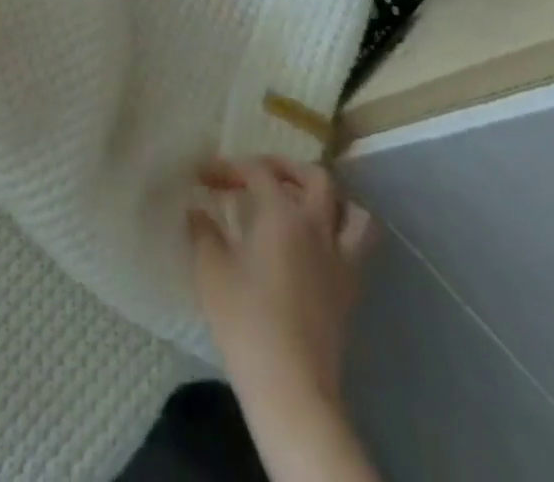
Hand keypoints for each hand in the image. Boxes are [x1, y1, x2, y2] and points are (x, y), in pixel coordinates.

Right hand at [188, 156, 375, 409]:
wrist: (291, 387)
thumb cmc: (245, 320)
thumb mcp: (211, 269)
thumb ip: (203, 231)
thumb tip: (197, 210)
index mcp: (282, 214)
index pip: (257, 171)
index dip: (228, 167)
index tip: (203, 177)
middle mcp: (318, 228)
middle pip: (316, 178)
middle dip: (286, 168)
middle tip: (258, 175)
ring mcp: (340, 261)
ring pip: (353, 213)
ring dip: (329, 200)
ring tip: (301, 204)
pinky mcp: (350, 292)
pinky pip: (356, 248)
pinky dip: (338, 234)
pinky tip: (312, 247)